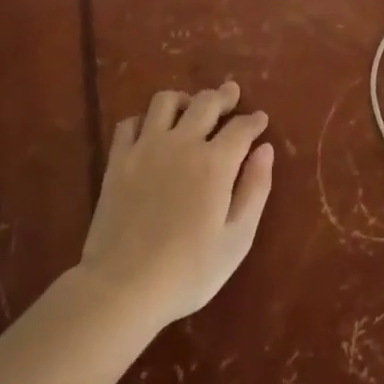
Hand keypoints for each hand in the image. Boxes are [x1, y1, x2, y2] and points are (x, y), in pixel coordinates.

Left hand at [77, 81, 273, 329]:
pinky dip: (145, 120)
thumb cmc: (188, 271)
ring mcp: (146, 148)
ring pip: (165, 101)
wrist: (122, 287)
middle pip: (206, 102)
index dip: (254, 120)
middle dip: (223, 96)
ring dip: (183, 100)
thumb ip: (255, 189)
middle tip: (231, 95)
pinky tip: (152, 131)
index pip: (241, 127)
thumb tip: (266, 149)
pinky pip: (130, 123)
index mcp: (215, 163)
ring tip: (190, 108)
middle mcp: (182, 143)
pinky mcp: (117, 160)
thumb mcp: (237, 239)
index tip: (261, 120)